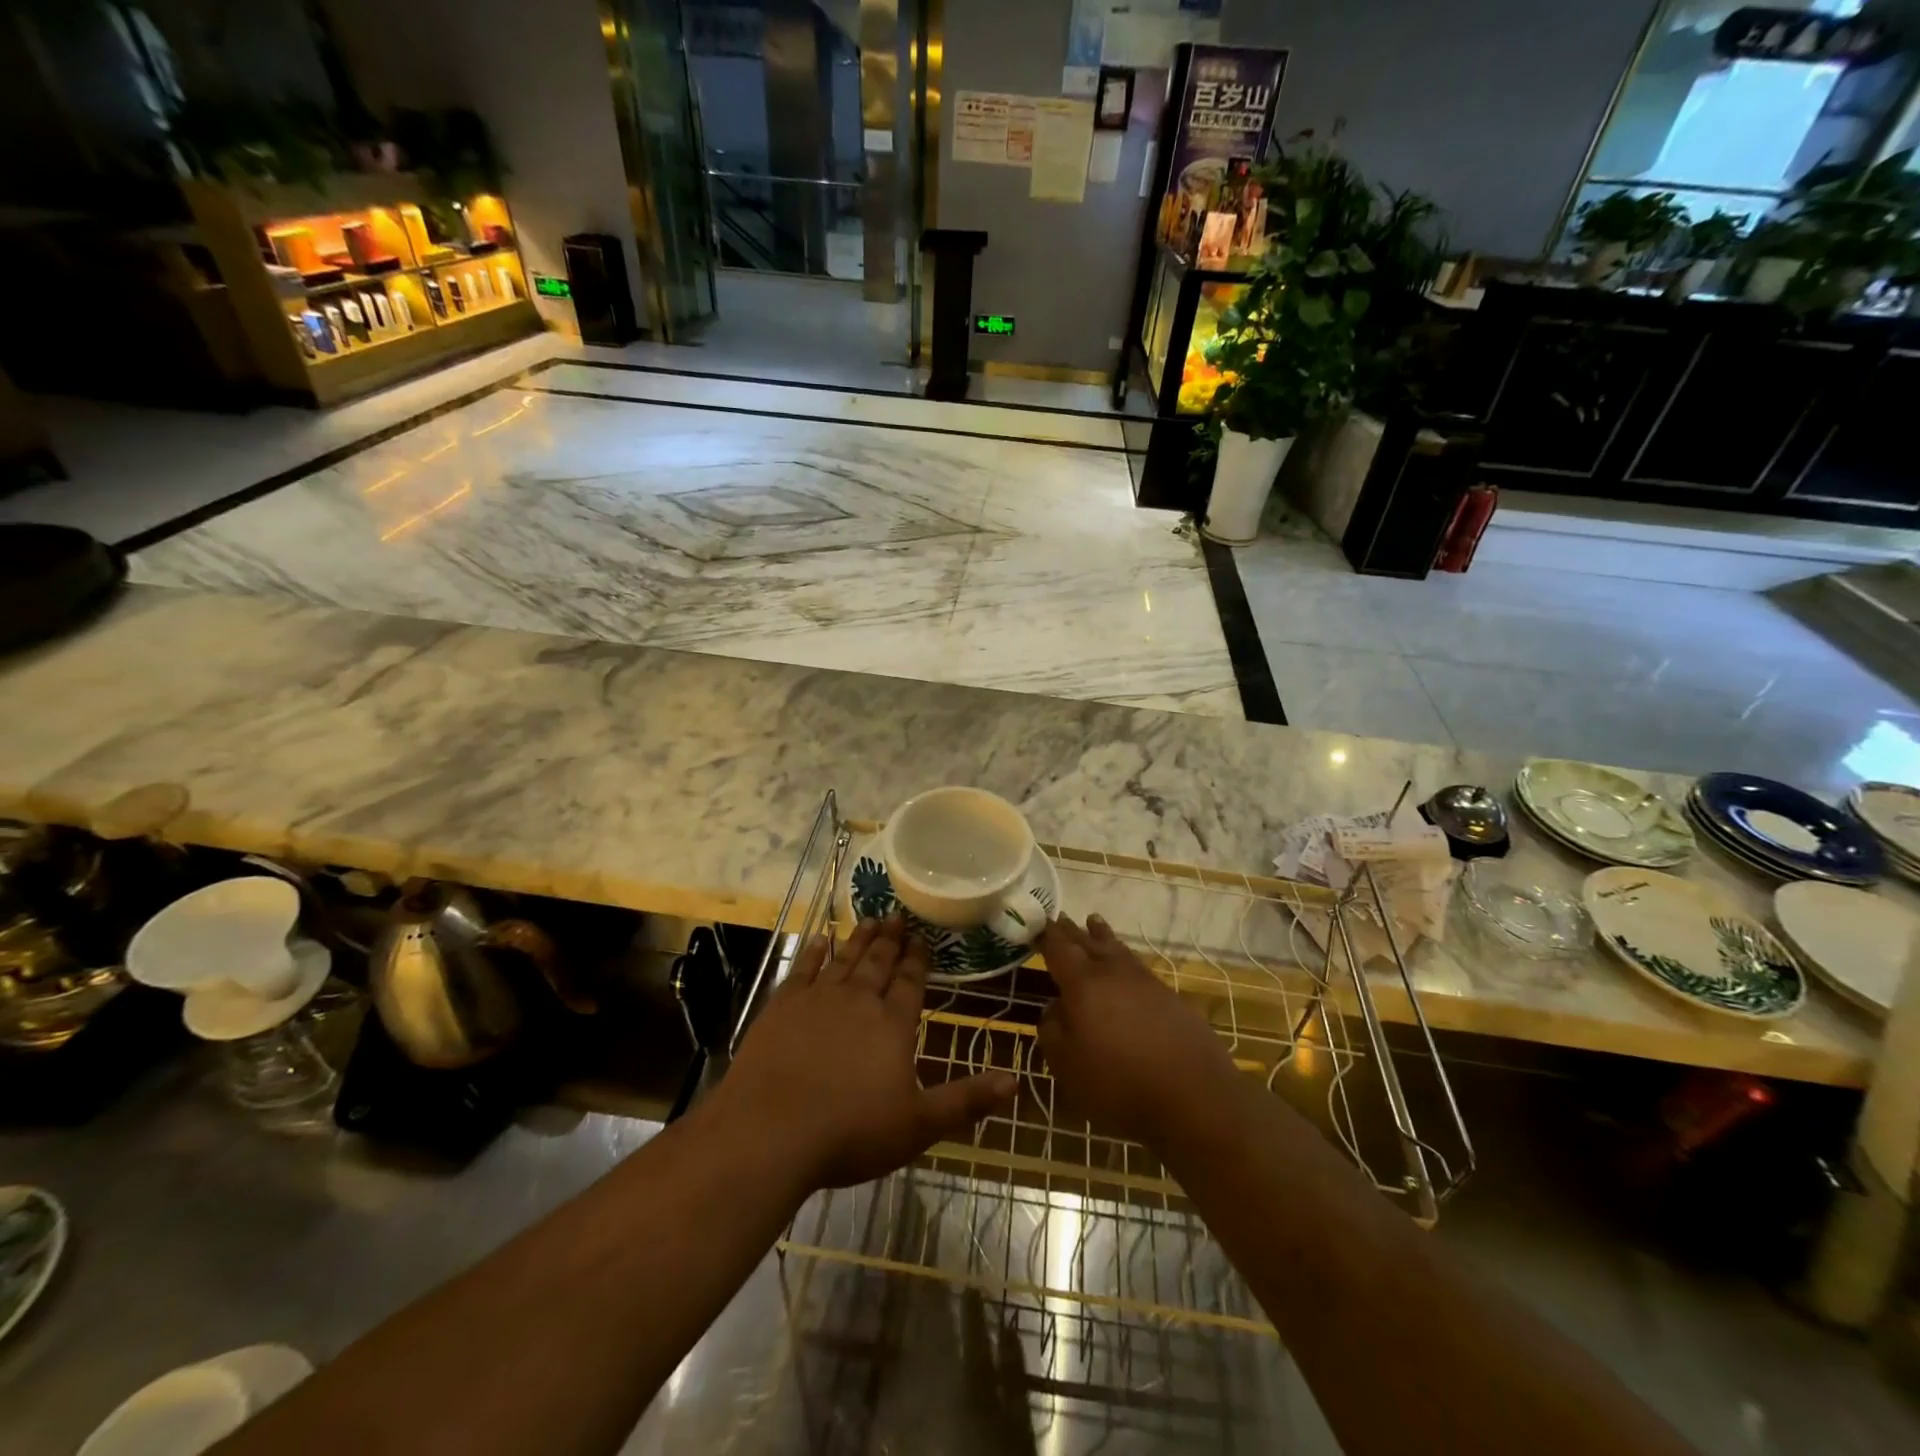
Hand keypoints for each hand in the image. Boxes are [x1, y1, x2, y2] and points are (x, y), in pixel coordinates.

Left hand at [714, 918, 1016, 1193]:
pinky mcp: (782, 1006)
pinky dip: (813, 953)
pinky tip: (818, 940)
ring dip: (859, 939)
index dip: (917, 960)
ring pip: (844, 960)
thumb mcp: (918, 1125)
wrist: (770, 1131)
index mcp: (892, 1025)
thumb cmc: (850, 1132)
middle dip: (890, 939)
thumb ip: (966, 1101)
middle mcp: (858, 1001)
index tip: (922, 937)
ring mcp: (817, 1000)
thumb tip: (1016, 1081)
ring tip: (869, 919)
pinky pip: (803, 969)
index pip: (910, 982)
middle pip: (878, 963)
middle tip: (896, 914)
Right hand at [1037, 915, 1239, 1146]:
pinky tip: (1125, 965)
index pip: (1060, 950)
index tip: (1037, 923)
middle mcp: (1113, 973)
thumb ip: (1053, 1031)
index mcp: (1083, 984)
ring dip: (1102, 935)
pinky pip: (1137, 967)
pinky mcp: (1170, 998)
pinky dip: (1124, 957)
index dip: (1047, 936)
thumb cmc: (1119, 1083)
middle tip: (1060, 918)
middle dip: (1072, 931)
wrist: (1194, 1096)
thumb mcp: (1068, 1066)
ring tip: (1094, 921)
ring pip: (1117, 950)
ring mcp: (1145, 983)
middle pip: (1089, 943)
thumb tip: (1054, 1008)